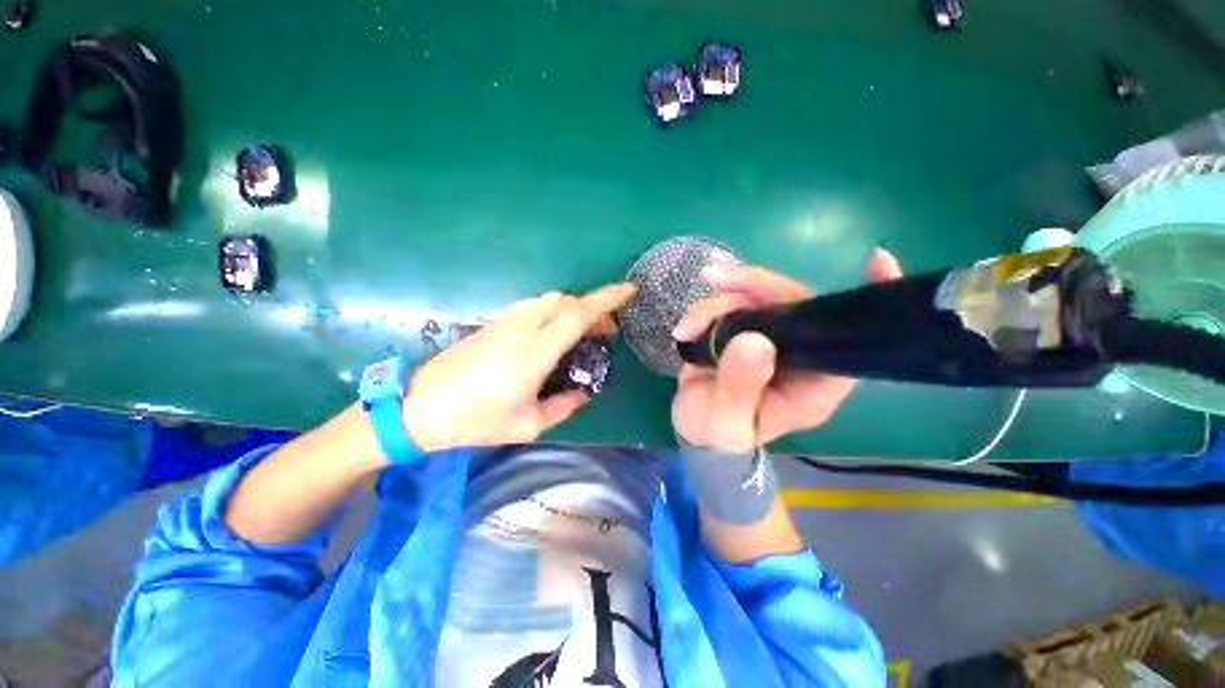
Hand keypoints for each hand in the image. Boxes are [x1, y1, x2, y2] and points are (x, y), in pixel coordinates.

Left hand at [402, 284, 634, 451]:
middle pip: (565, 302)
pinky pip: (534, 307)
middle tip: (606, 332)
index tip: (628, 291)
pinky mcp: (494, 323)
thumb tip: (583, 392)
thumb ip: (563, 406)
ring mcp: (505, 322)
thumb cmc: (475, 421)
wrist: (420, 407)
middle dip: (593, 309)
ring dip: (574, 309)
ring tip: (585, 332)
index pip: (575, 315)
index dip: (605, 300)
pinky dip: (555, 312)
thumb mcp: (528, 425)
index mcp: (533, 354)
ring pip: (549, 300)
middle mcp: (521, 329)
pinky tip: (556, 333)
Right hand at [670, 249, 903, 452]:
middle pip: (793, 303)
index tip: (878, 262)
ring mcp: (769, 339)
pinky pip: (730, 305)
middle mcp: (797, 355)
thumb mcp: (726, 421)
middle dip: (754, 287)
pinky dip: (704, 311)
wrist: (694, 427)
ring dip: (716, 305)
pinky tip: (684, 328)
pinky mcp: (743, 331)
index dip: (865, 305)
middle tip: (716, 280)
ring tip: (686, 328)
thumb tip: (754, 340)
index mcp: (812, 384)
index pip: (848, 342)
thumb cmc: (717, 433)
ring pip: (755, 299)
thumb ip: (740, 386)